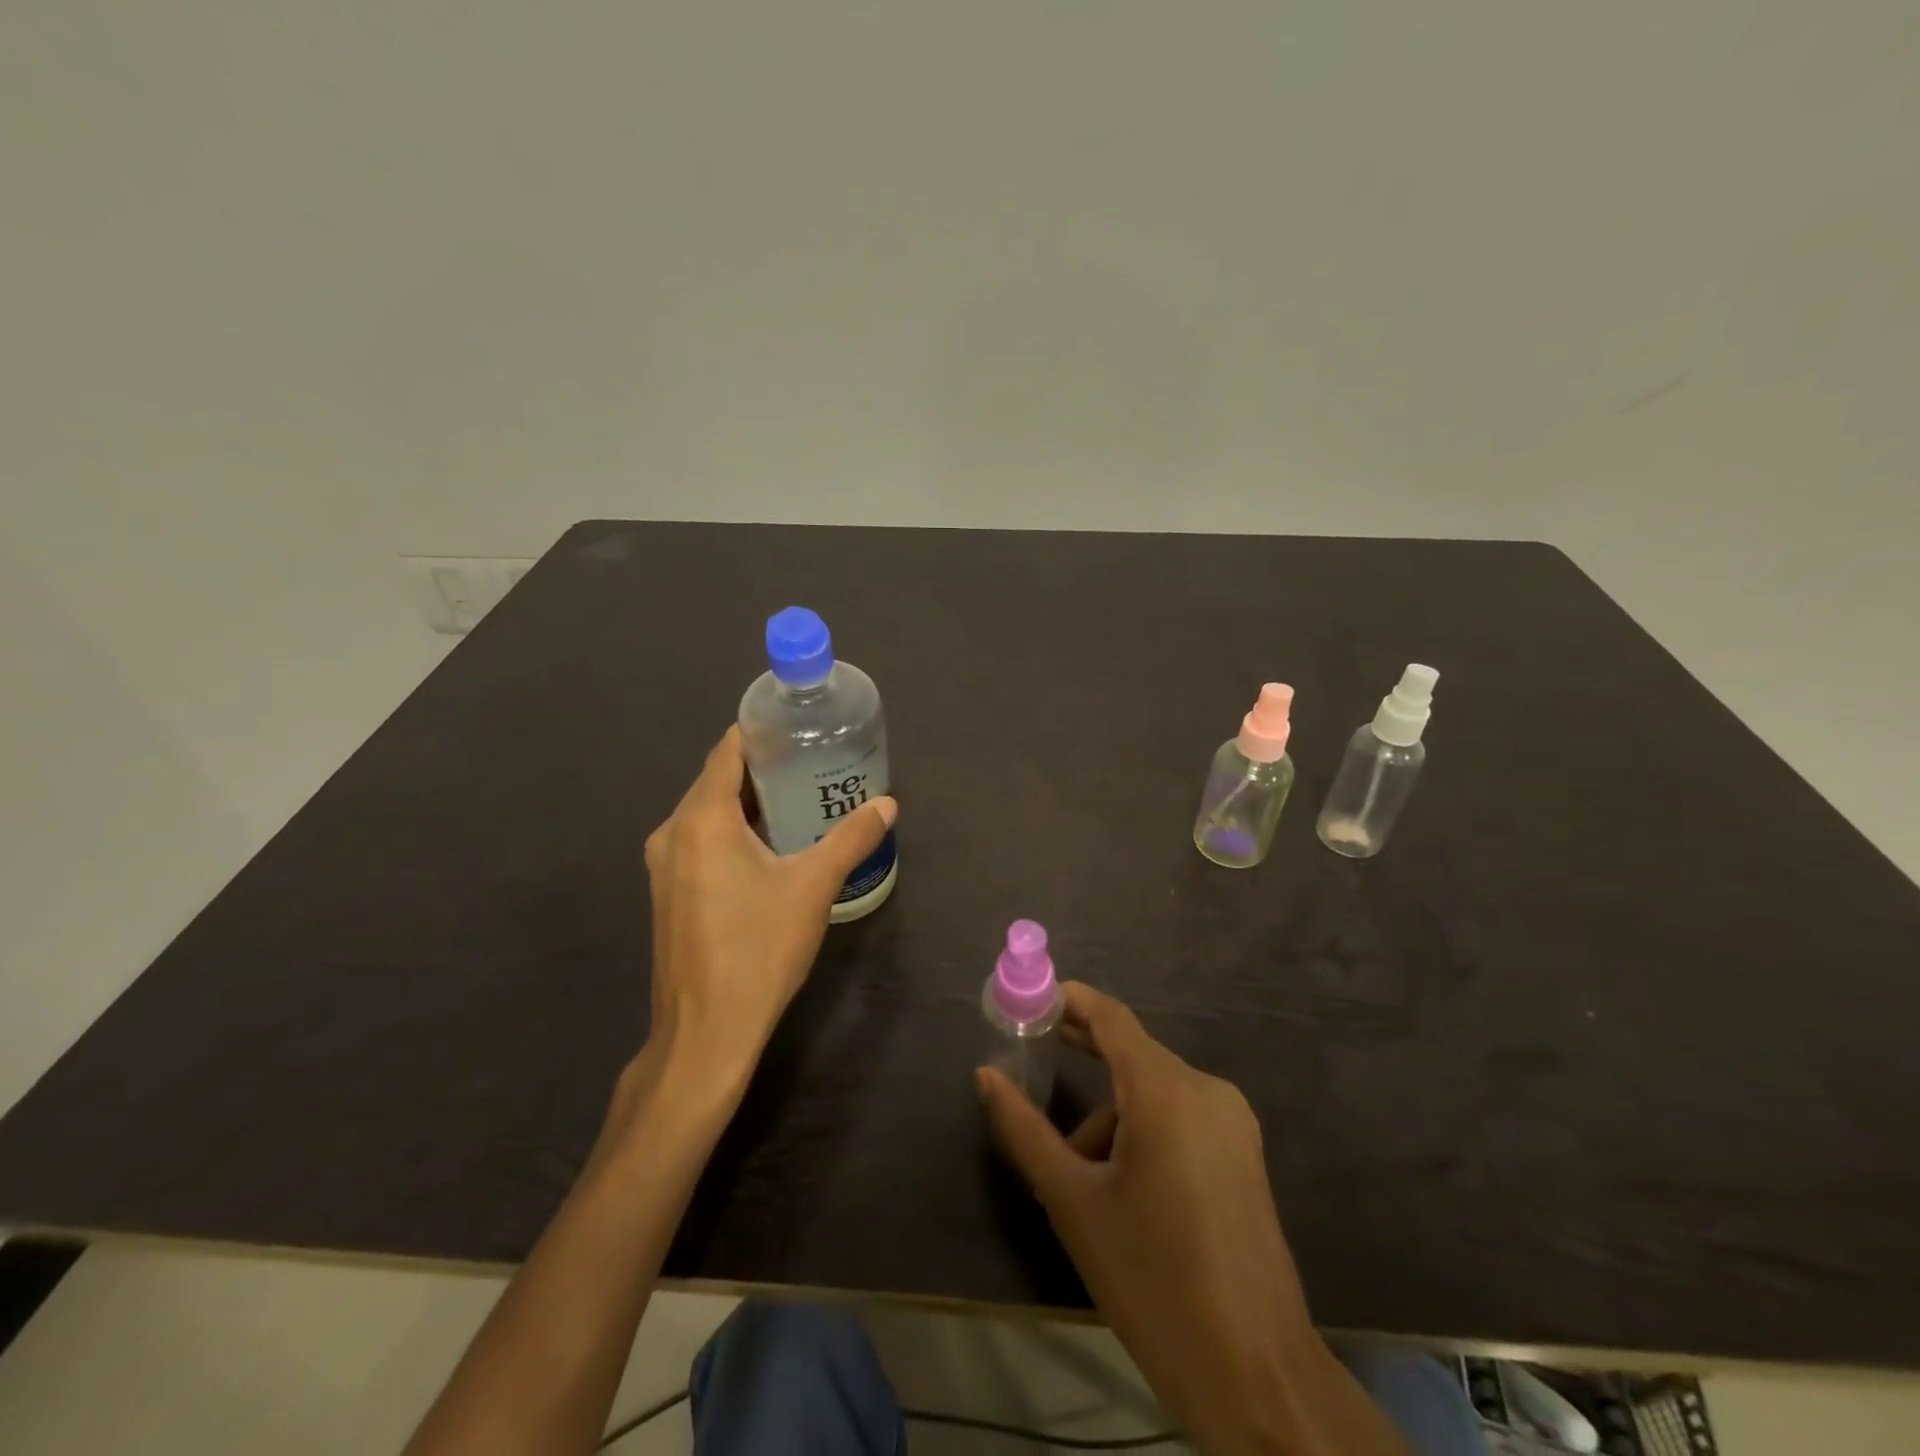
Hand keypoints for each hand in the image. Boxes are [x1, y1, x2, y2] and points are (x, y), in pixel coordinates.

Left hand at [641, 726, 896, 1090]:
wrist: (706, 1032)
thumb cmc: (758, 948)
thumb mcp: (814, 886)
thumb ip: (852, 838)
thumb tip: (887, 804)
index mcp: (701, 818)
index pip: (727, 750)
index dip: (760, 733)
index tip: (798, 727)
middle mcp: (673, 832)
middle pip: (717, 780)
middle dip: (762, 769)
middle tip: (812, 763)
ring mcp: (664, 865)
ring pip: (708, 814)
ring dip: (749, 804)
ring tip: (799, 800)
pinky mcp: (668, 893)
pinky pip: (701, 842)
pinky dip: (733, 832)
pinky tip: (770, 847)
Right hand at [978, 986, 1403, 1455]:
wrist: (1258, 1376)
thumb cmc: (1153, 1281)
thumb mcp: (1074, 1202)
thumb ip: (1025, 1130)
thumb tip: (985, 1075)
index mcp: (1167, 1091)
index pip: (1112, 1017)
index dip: (1070, 1001)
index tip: (1030, 1002)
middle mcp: (1206, 1090)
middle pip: (1133, 1052)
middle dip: (1084, 1051)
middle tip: (1034, 1054)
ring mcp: (1232, 1121)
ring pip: (1154, 1090)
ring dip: (1112, 1112)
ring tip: (1080, 1174)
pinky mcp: (1243, 1153)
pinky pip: (1180, 1115)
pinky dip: (1143, 1127)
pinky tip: (1123, 1184)